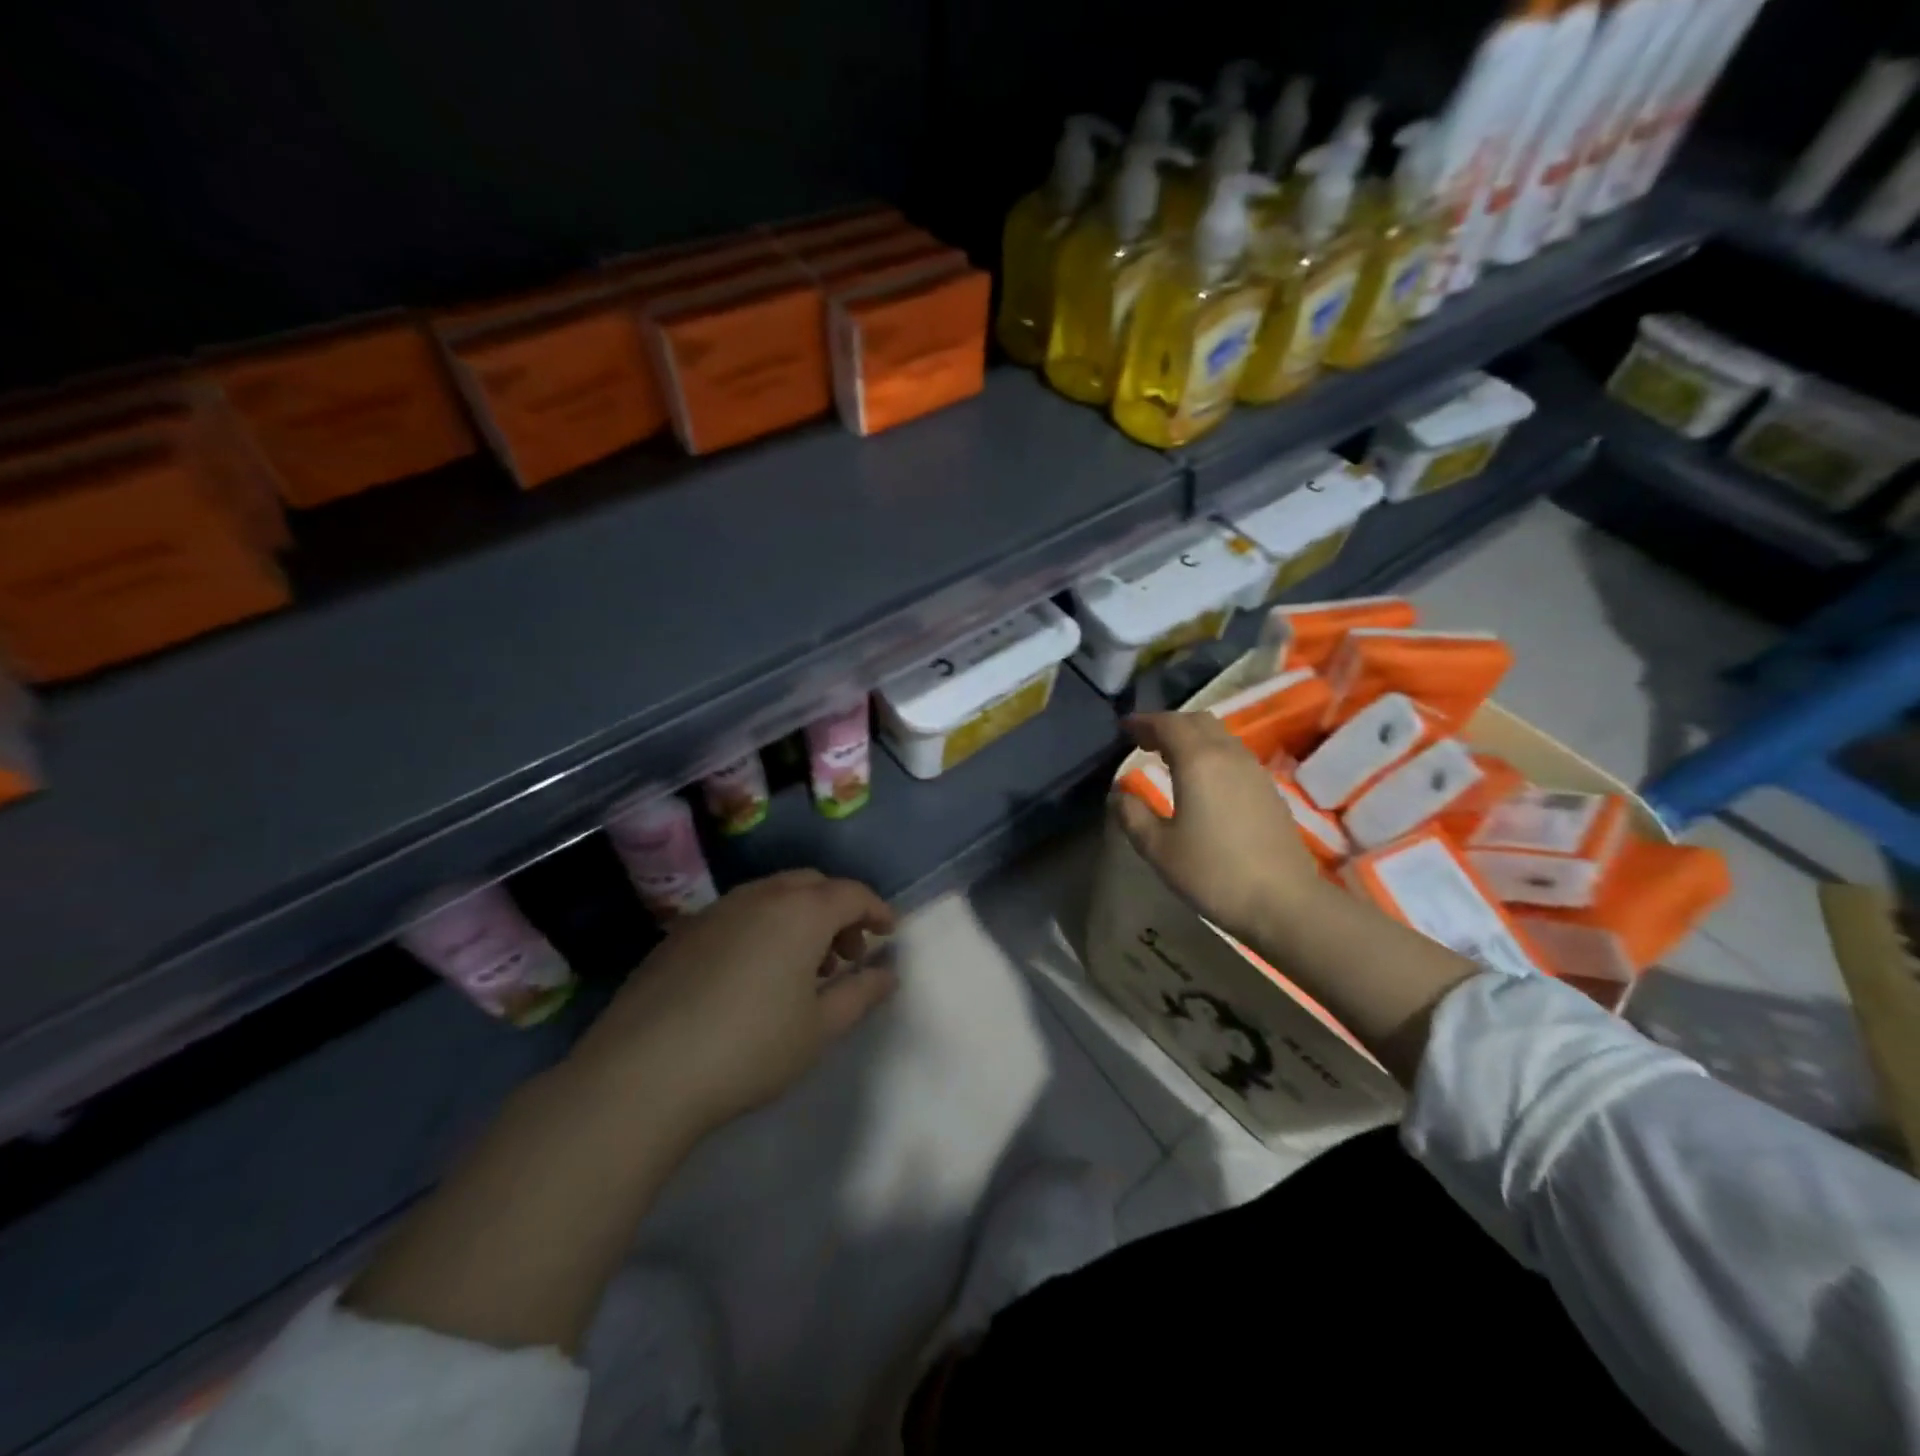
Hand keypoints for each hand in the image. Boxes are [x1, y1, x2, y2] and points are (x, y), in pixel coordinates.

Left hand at [571, 870, 896, 1131]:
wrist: (642, 1073)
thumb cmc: (749, 1049)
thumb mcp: (819, 1029)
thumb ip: (860, 993)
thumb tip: (887, 973)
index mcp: (800, 912)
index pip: (851, 893)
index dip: (877, 909)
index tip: (889, 933)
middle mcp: (758, 897)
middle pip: (810, 885)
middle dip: (837, 911)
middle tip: (846, 954)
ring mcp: (714, 912)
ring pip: (770, 896)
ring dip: (798, 918)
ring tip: (801, 968)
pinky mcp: (680, 934)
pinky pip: (736, 915)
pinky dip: (760, 929)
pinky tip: (751, 976)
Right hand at [1113, 712, 1323, 944]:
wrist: (1284, 901)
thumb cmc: (1213, 872)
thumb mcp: (1158, 848)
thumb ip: (1132, 814)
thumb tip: (1118, 793)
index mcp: (1198, 761)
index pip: (1168, 724)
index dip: (1143, 722)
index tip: (1124, 728)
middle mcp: (1228, 755)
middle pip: (1197, 721)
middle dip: (1168, 724)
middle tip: (1145, 741)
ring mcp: (1254, 770)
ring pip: (1220, 735)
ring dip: (1192, 737)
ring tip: (1170, 757)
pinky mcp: (1269, 788)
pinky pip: (1234, 753)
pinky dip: (1211, 752)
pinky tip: (1202, 779)